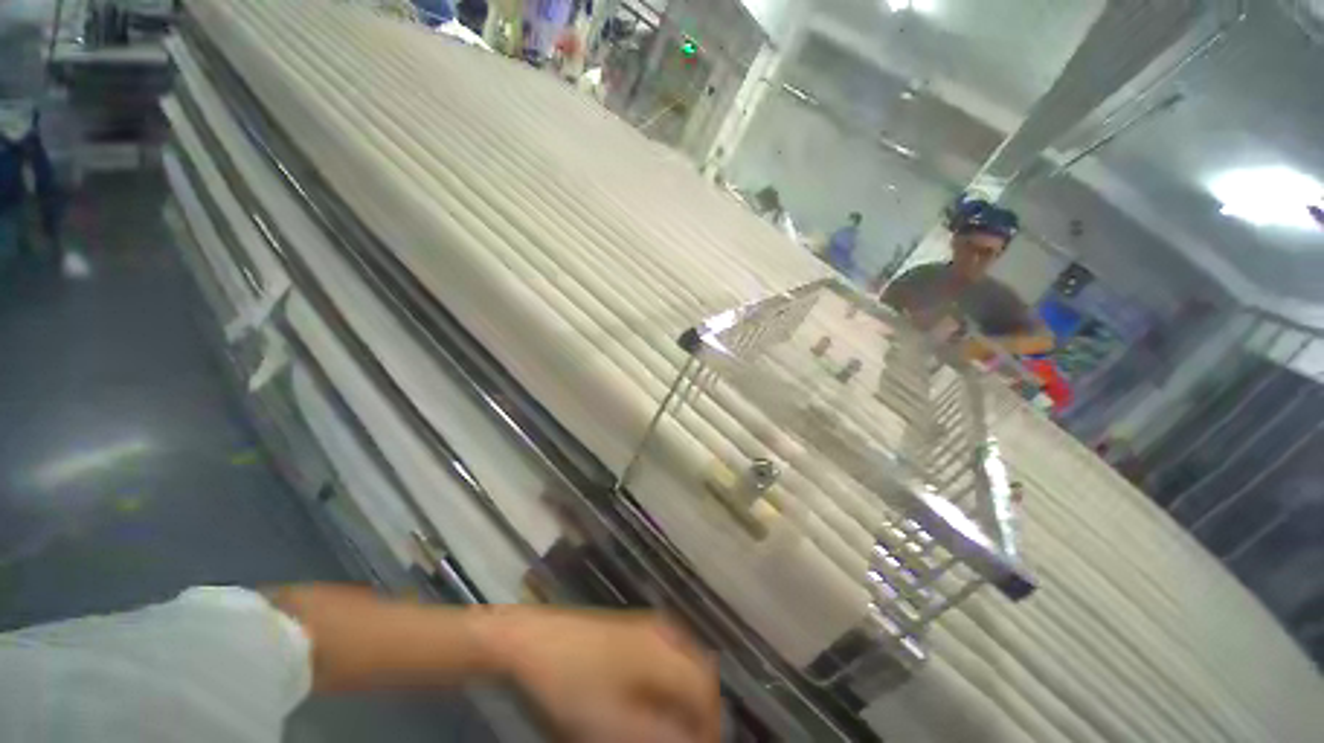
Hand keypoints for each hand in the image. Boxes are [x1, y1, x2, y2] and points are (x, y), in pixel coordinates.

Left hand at [481, 608, 721, 742]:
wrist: (534, 640)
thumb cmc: (572, 684)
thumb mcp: (614, 724)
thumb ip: (660, 735)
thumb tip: (692, 738)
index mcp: (664, 649)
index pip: (706, 692)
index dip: (709, 728)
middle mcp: (664, 630)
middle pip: (701, 674)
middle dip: (700, 712)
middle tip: (688, 739)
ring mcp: (650, 624)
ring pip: (686, 664)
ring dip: (685, 698)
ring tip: (671, 727)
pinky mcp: (635, 627)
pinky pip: (669, 655)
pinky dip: (670, 683)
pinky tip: (652, 701)